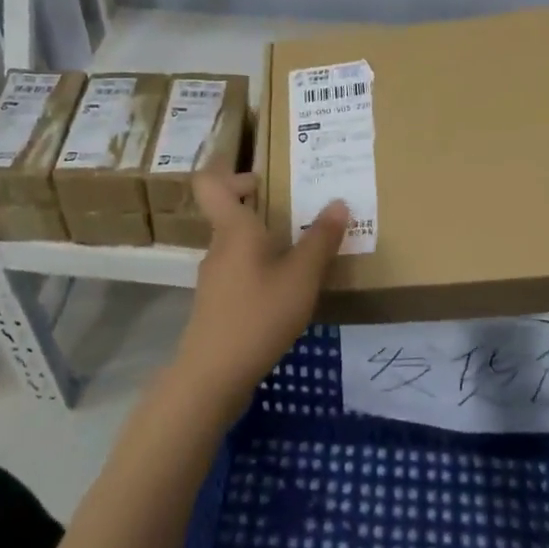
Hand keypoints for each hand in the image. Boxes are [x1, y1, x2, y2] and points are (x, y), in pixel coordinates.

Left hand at [171, 172, 347, 419]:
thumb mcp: (301, 276)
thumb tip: (338, 202)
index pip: (210, 182)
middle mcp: (218, 246)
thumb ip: (321, 239)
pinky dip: (260, 270)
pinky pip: (239, 271)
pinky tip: (286, 292)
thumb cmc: (258, 315)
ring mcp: (214, 277)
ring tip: (301, 254)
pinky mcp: (217, 304)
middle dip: (261, 207)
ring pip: (237, 244)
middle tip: (297, 210)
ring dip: (265, 241)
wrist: (212, 377)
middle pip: (229, 212)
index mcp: (233, 229)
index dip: (229, 170)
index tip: (263, 177)